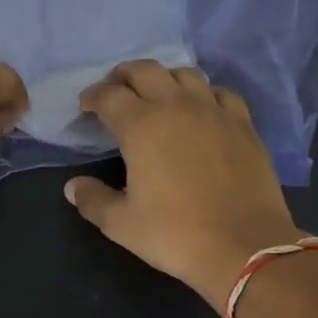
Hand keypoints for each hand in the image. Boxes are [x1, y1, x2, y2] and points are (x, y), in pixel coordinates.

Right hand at [64, 60, 307, 307]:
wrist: (244, 247)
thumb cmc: (175, 234)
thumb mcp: (121, 224)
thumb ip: (92, 200)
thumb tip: (73, 187)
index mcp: (141, 126)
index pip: (109, 95)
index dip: (92, 97)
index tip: (85, 107)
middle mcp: (177, 106)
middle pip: (146, 70)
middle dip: (123, 76)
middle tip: (114, 91)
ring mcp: (215, 112)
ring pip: (185, 75)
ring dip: (164, 79)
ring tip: (156, 97)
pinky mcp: (243, 125)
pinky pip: (220, 93)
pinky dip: (203, 95)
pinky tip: (201, 110)